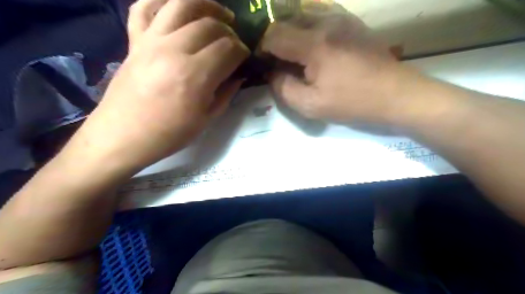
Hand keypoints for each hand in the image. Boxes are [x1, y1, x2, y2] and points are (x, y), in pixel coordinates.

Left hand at [62, 0, 248, 172]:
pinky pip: (144, 7)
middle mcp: (174, 49)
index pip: (228, 49)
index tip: (245, 57)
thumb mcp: (206, 119)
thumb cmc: (169, 134)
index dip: (242, 51)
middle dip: (229, 32)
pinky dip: (162, 1)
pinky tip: (177, 8)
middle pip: (210, 25)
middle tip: (234, 43)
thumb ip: (226, 93)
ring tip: (219, 14)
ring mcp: (151, 41)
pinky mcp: (134, 41)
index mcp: (195, 75)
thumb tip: (239, 76)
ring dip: (206, 5)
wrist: (123, 136)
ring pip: (181, 4)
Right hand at [262, 7, 420, 126]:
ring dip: (291, 32)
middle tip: (276, 61)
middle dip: (275, 40)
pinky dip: (307, 27)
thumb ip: (284, 89)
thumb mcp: (311, 106)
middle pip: (286, 20)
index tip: (263, 64)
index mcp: (314, 44)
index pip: (274, 35)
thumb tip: (272, 74)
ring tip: (291, 53)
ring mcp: (341, 18)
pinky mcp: (352, 21)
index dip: (262, 48)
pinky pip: (320, 15)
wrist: (395, 94)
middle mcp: (326, 22)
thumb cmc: (352, 102)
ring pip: (303, 15)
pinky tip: (311, 45)